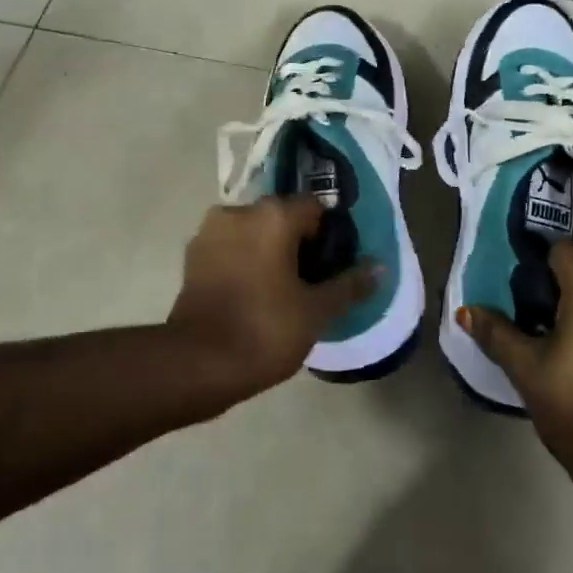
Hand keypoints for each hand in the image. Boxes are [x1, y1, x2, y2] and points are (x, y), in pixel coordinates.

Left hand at [169, 197, 377, 401]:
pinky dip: (244, 262)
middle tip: (311, 281)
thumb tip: (380, 267)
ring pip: (253, 232)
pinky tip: (253, 294)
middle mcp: (239, 212)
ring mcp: (210, 232)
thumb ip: (349, 285)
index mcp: (272, 215)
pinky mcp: (191, 256)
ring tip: (281, 290)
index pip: (315, 208)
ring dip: (268, 251)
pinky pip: (230, 248)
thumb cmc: (264, 330)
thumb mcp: (316, 311)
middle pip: (281, 217)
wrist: (197, 364)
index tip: (333, 265)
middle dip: (298, 243)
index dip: (329, 235)